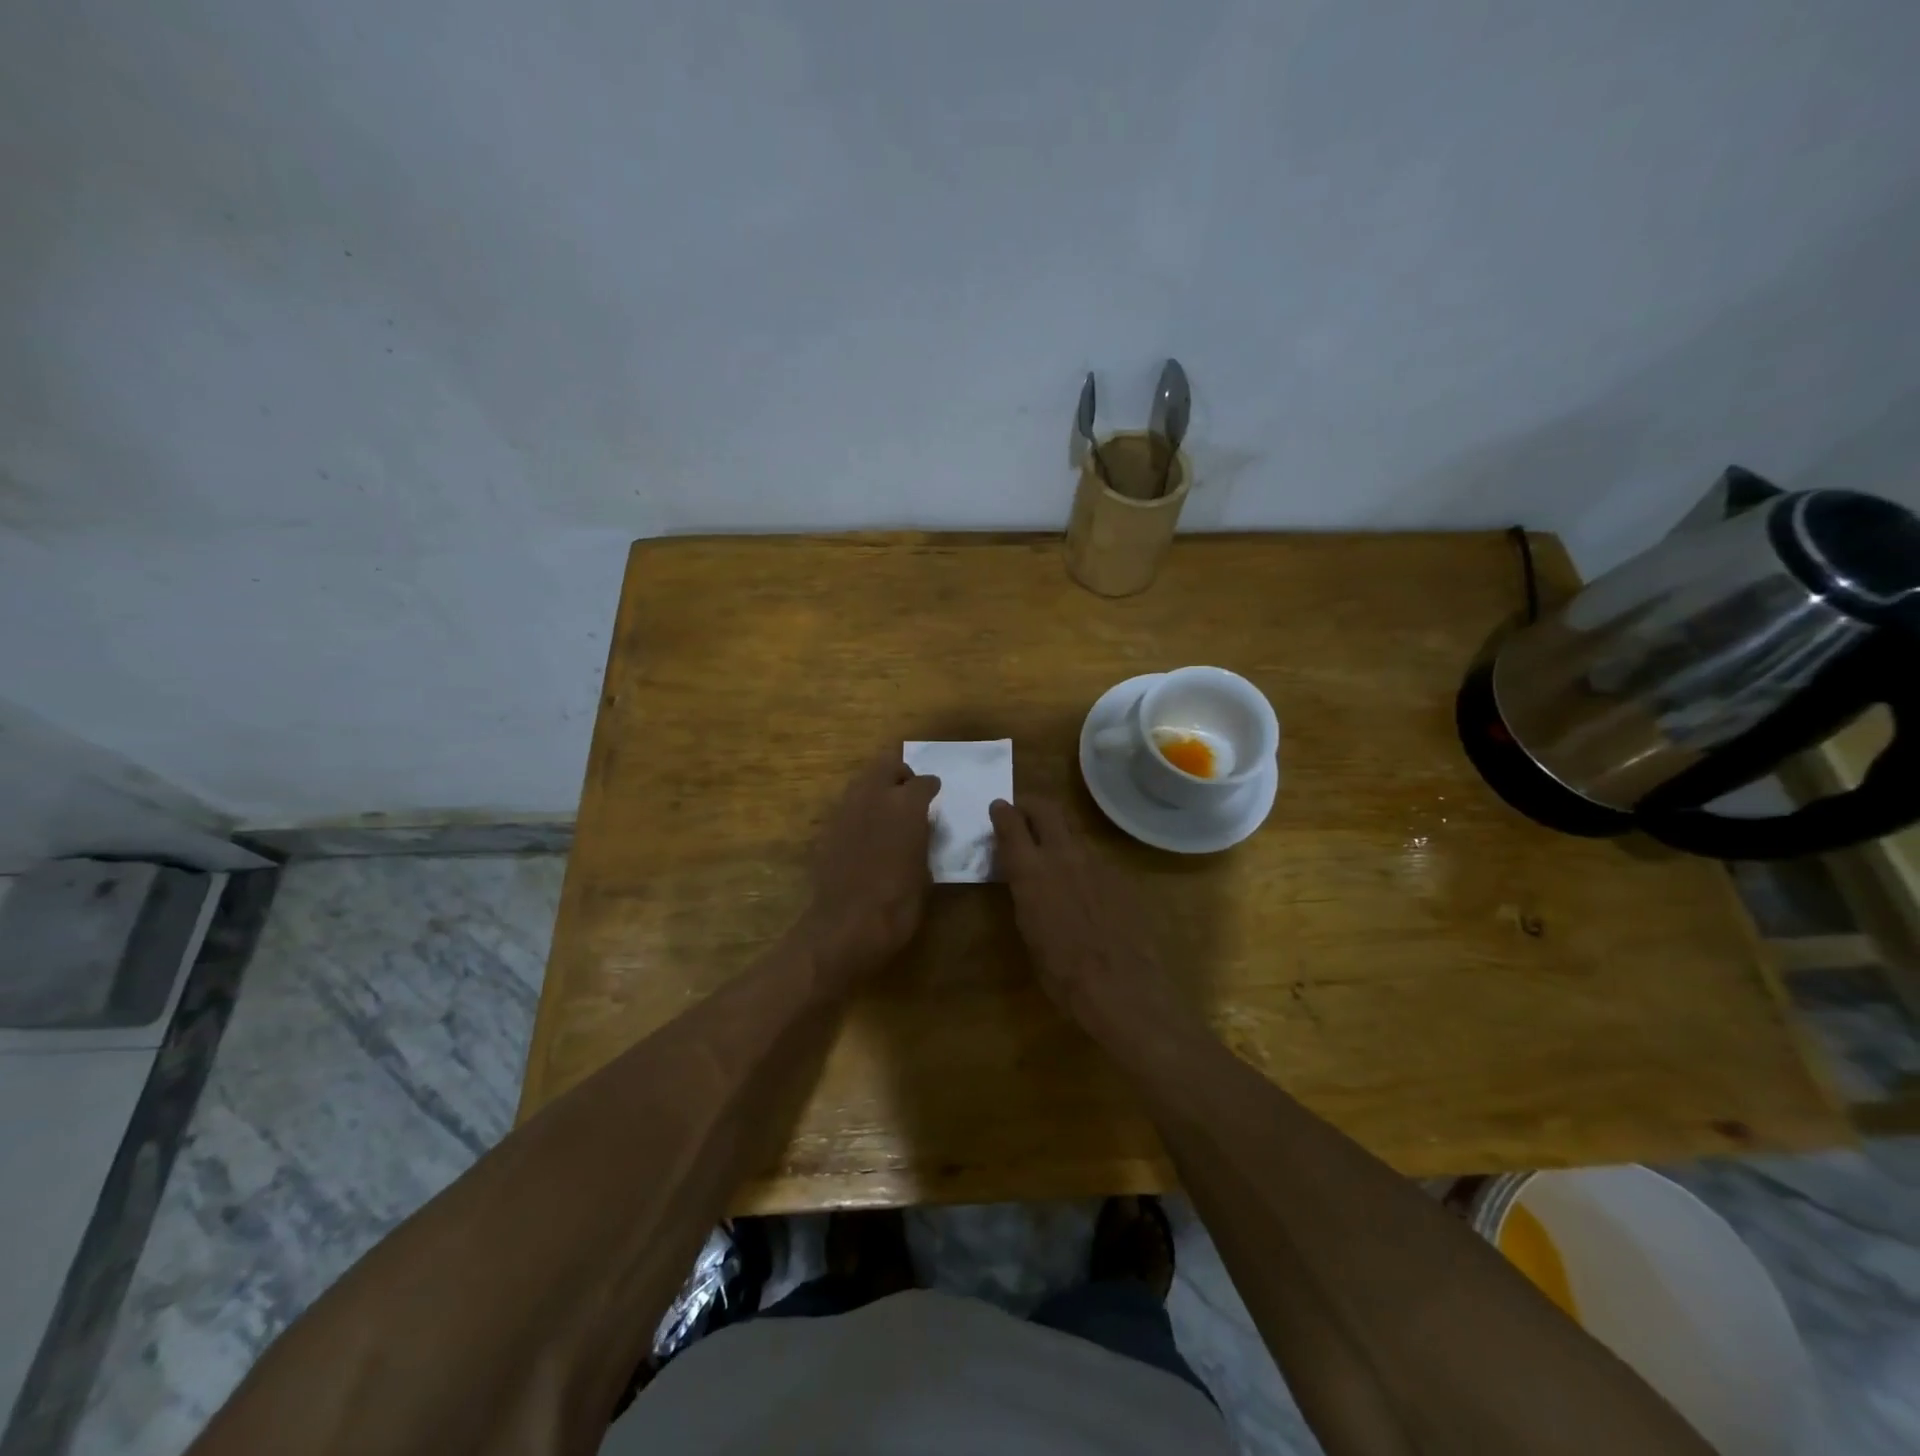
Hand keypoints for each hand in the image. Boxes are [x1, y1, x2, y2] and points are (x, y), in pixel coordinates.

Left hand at [801, 756, 940, 983]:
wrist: (847, 925)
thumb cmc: (898, 903)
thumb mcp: (926, 871)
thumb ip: (923, 839)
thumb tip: (920, 830)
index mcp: (906, 805)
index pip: (923, 782)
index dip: (930, 787)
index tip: (934, 793)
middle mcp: (874, 796)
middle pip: (886, 765)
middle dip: (899, 773)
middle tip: (908, 791)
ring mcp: (845, 810)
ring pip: (862, 781)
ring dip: (876, 787)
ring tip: (886, 809)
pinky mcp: (826, 828)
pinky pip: (847, 806)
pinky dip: (859, 810)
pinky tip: (865, 832)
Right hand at [988, 797, 1193, 1040]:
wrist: (1121, 988)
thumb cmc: (1061, 972)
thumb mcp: (1028, 930)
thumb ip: (1025, 893)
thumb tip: (1024, 877)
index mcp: (1031, 871)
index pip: (1011, 824)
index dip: (1002, 812)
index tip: (998, 808)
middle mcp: (1063, 856)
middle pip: (1046, 809)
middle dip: (1031, 805)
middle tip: (1022, 813)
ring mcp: (1096, 863)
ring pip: (1072, 832)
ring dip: (1057, 833)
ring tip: (1050, 852)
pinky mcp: (1120, 876)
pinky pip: (1094, 858)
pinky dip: (1080, 862)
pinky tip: (1082, 887)